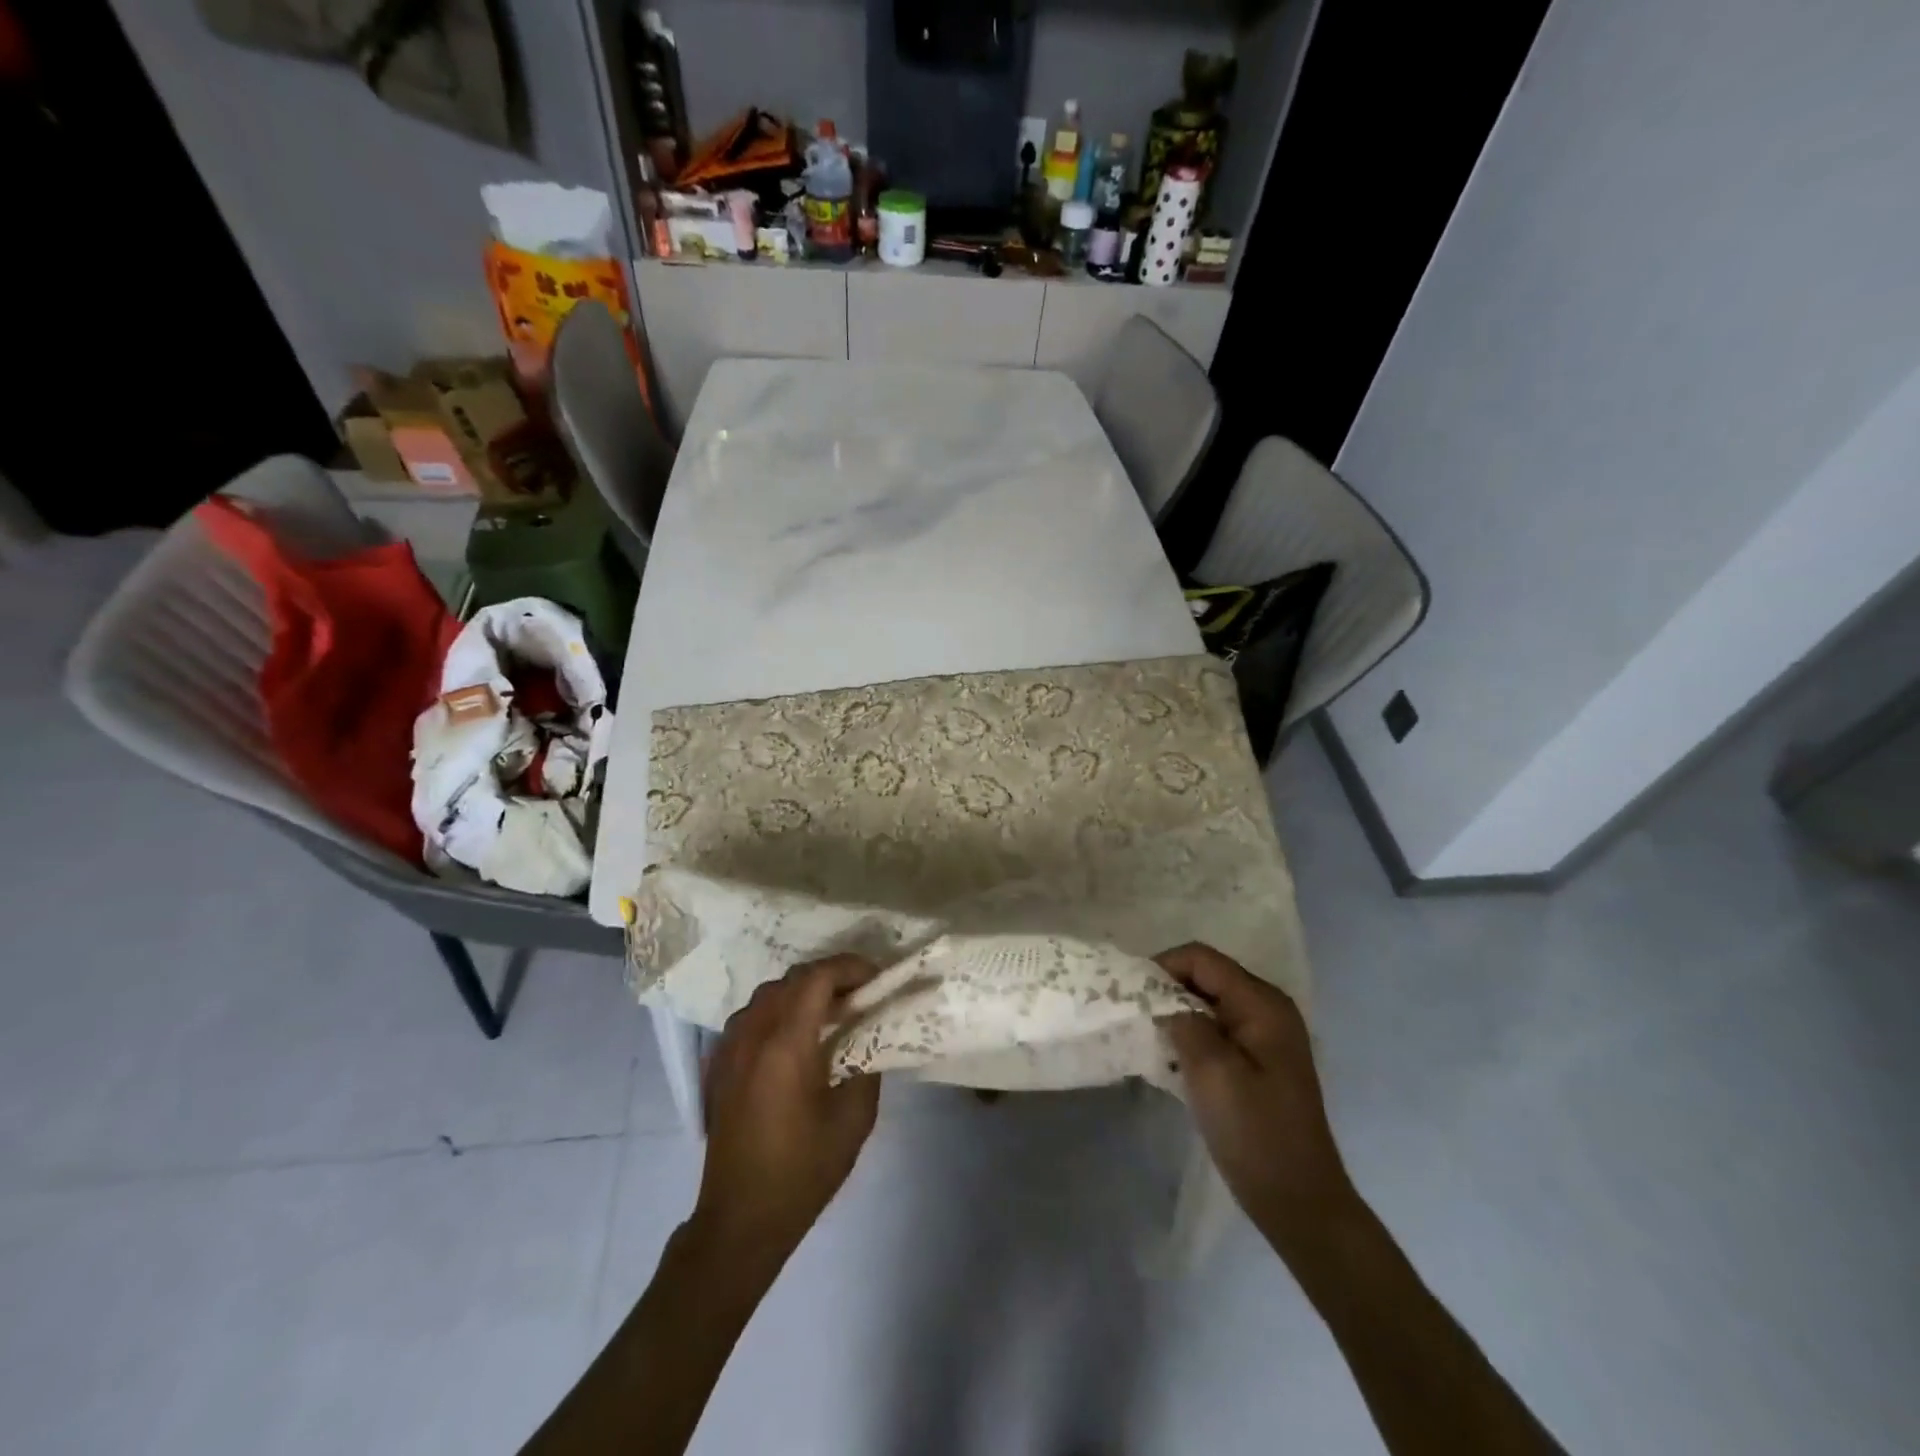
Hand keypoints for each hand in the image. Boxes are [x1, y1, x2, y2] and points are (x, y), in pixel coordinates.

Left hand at [691, 954, 882, 1266]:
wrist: (740, 1220)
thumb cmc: (802, 1172)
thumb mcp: (853, 1120)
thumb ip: (867, 1066)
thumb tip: (870, 1037)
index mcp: (785, 1046)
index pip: (817, 978)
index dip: (849, 967)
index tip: (876, 978)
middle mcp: (752, 1035)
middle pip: (791, 980)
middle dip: (829, 977)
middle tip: (859, 995)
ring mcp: (729, 1049)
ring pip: (767, 994)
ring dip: (801, 992)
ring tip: (830, 1012)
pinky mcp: (719, 1066)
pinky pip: (750, 1017)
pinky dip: (778, 1010)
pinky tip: (795, 1037)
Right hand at [1157, 943, 1356, 1252]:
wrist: (1298, 1201)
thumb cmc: (1255, 1134)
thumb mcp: (1212, 1072)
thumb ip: (1183, 1022)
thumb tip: (1162, 1000)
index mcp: (1262, 1003)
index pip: (1202, 958)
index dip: (1163, 967)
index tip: (1133, 995)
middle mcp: (1267, 1008)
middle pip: (1206, 976)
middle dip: (1167, 989)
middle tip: (1136, 1017)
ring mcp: (1265, 1035)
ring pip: (1207, 1002)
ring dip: (1176, 1014)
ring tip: (1149, 1038)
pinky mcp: (1258, 1059)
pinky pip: (1216, 1028)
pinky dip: (1190, 1034)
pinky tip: (1172, 1059)